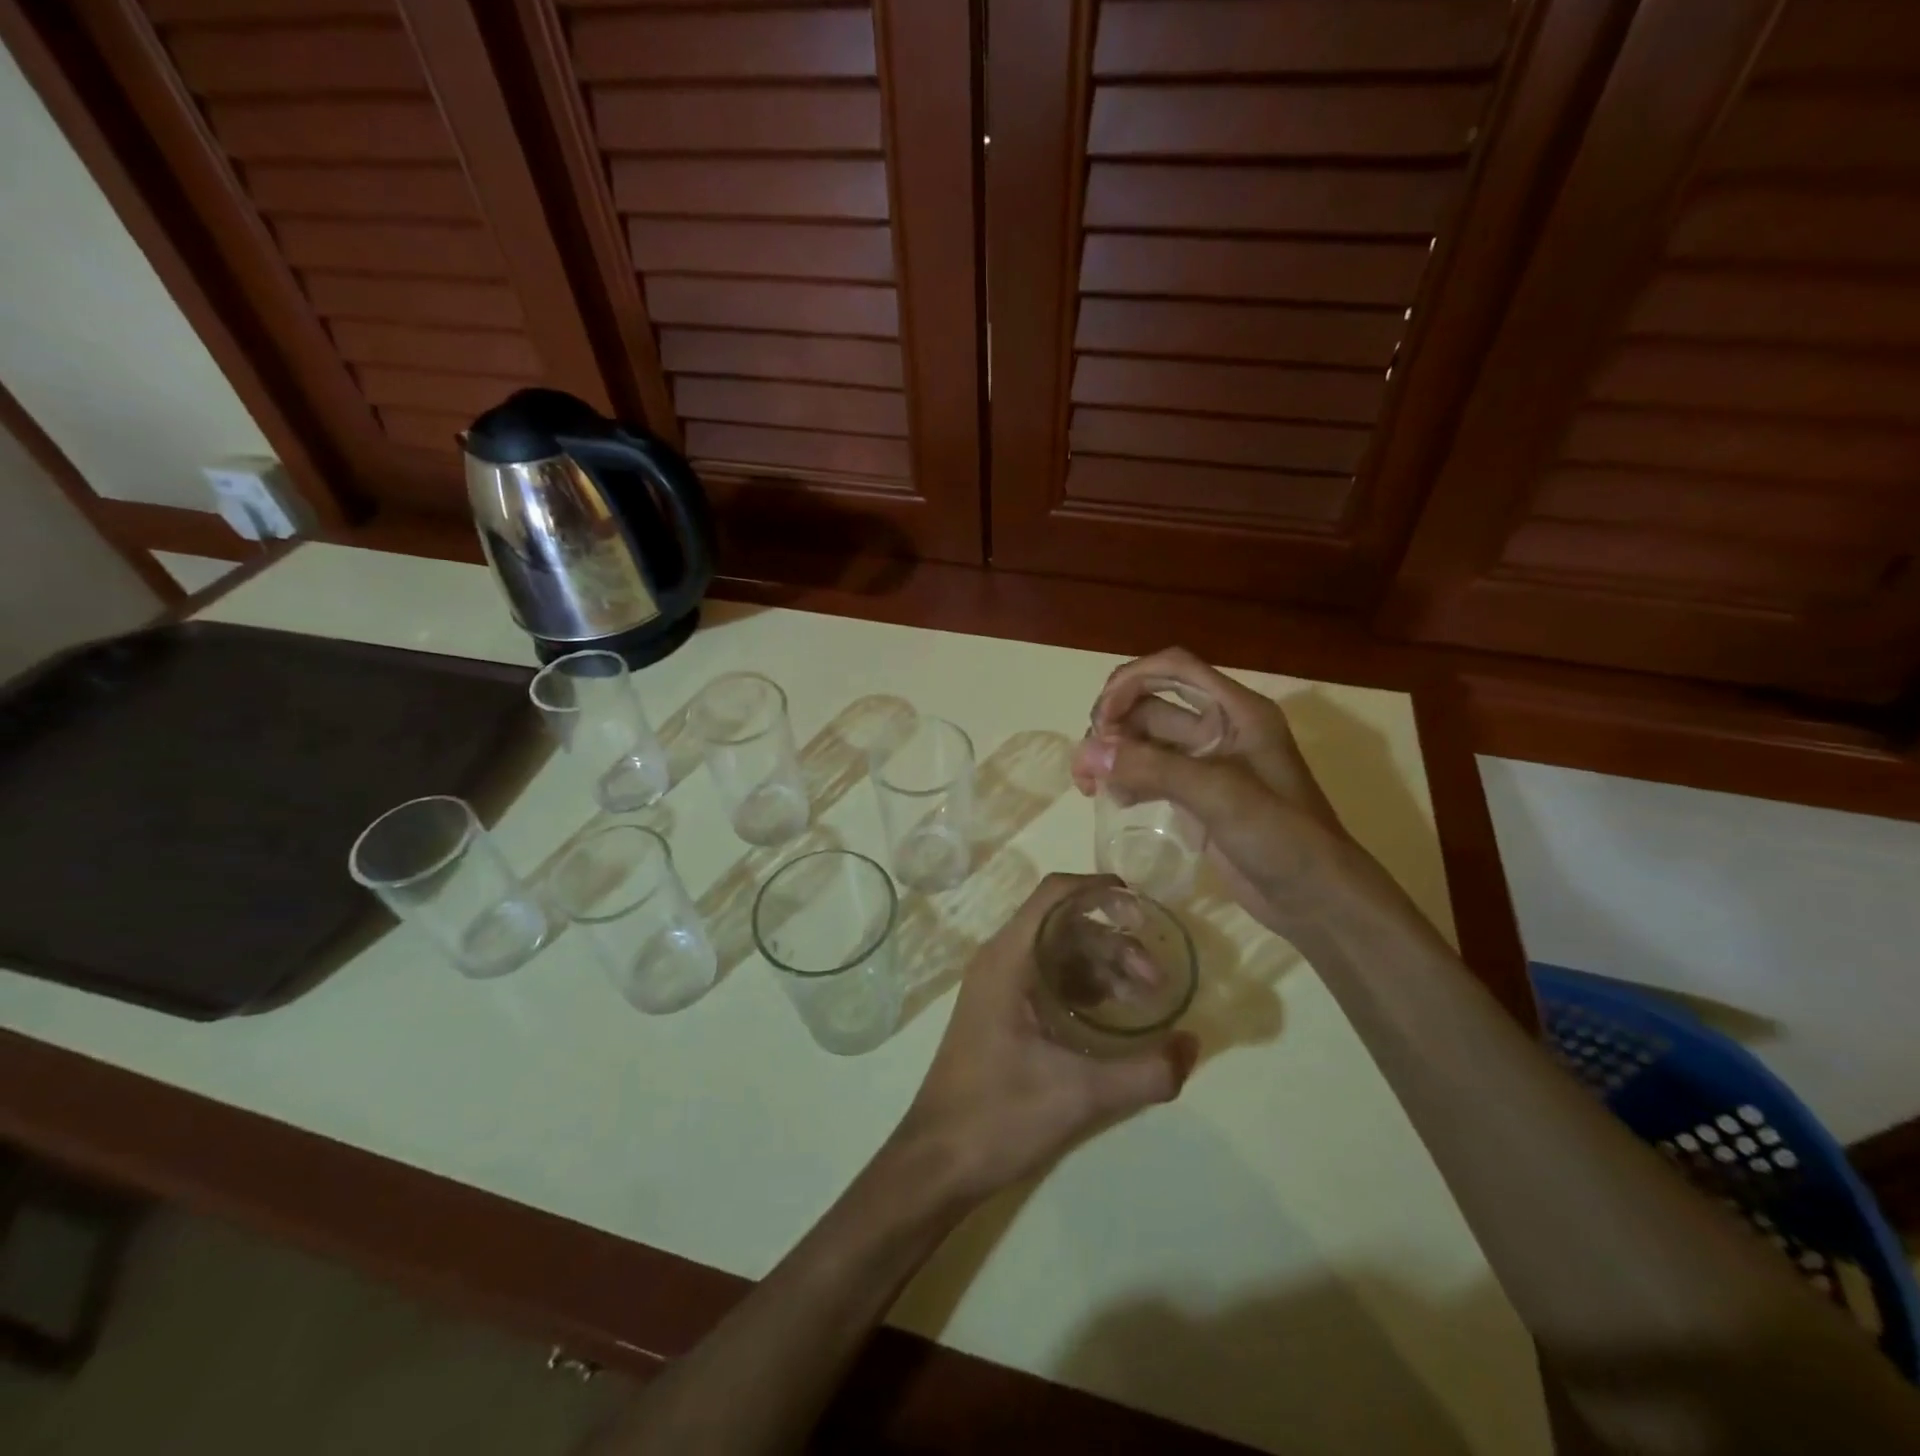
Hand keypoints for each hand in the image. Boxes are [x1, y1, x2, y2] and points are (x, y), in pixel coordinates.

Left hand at [895, 874, 1197, 1203]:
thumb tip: (1193, 1044)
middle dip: (1114, 942)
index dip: (1099, 890)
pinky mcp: (1000, 1011)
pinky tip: (1112, 1014)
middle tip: (1156, 980)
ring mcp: (997, 986)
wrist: (938, 1162)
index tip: (1143, 906)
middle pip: (1063, 925)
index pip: (1055, 894)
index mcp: (1009, 958)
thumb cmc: (999, 1115)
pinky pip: (1047, 978)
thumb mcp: (1080, 1094)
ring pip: (1057, 952)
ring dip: (1102, 966)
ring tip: (1143, 999)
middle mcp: (1000, 960)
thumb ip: (1145, 1071)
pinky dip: (1083, 985)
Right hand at [1070, 648, 1361, 936]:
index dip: (1132, 680)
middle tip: (1087, 762)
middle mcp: (1220, 729)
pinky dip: (1128, 779)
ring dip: (1115, 755)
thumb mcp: (1221, 796)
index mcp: (1237, 712)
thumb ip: (1154, 768)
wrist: (1317, 900)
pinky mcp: (1197, 797)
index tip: (1101, 718)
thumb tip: (1088, 751)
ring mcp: (1207, 764)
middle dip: (1114, 725)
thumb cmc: (1283, 838)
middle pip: (1152, 705)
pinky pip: (1152, 773)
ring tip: (1089, 785)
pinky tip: (1115, 801)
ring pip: (1146, 741)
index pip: (1175, 668)